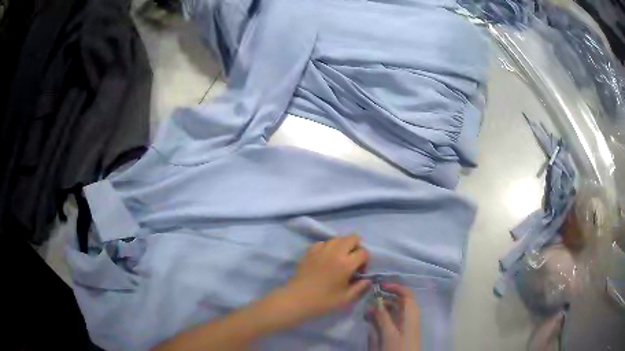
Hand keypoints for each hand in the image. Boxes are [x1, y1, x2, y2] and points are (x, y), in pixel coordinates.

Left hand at [281, 235, 370, 320]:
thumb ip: (360, 287)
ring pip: (337, 238)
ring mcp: (321, 249)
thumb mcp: (346, 298)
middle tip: (352, 261)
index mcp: (346, 264)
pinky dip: (328, 247)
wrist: (297, 299)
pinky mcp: (310, 251)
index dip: (365, 261)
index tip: (359, 272)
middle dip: (356, 247)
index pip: (363, 252)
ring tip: (339, 259)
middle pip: (352, 238)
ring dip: (342, 246)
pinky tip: (325, 258)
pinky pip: (323, 242)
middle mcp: (335, 252)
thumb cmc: (323, 301)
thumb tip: (367, 279)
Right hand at [370, 283, 420, 350]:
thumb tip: (375, 302)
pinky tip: (372, 320)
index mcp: (411, 313)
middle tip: (369, 299)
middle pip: (400, 302)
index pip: (406, 294)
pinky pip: (392, 319)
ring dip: (382, 308)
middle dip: (385, 298)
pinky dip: (383, 317)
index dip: (395, 287)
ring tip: (367, 310)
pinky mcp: (401, 332)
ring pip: (395, 311)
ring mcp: (406, 325)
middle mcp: (410, 316)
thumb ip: (382, 317)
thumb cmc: (399, 347)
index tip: (380, 285)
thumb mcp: (388, 333)